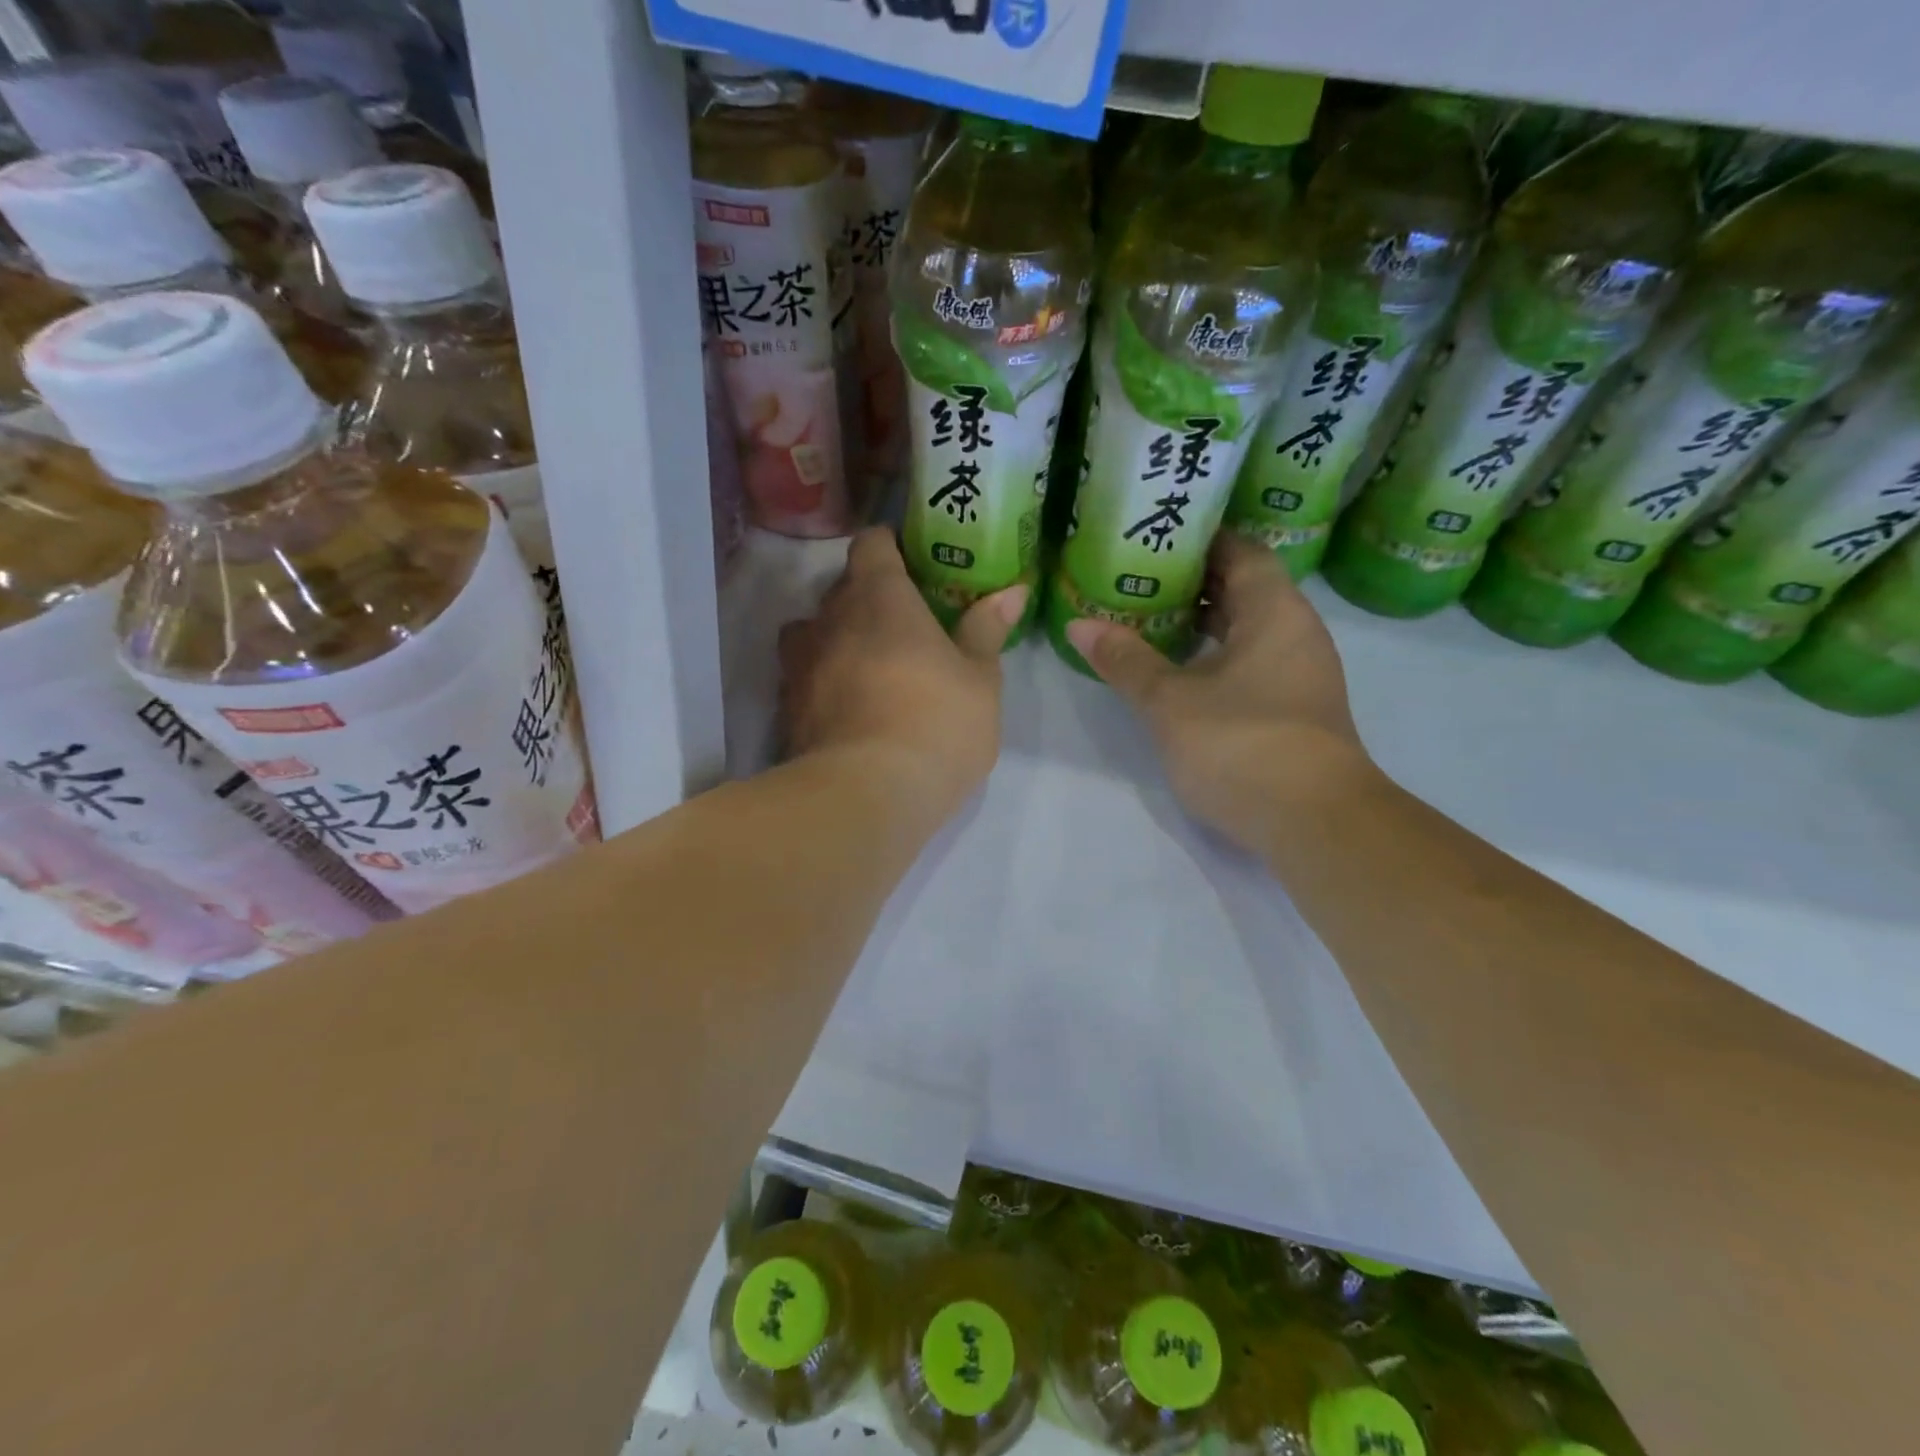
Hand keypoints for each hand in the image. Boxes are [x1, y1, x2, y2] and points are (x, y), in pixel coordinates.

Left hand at [779, 528, 1025, 824]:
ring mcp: (799, 666)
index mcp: (878, 598)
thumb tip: (1011, 591)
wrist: (865, 796)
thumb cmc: (936, 724)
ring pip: (813, 633)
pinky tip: (850, 709)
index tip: (911, 562)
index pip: (871, 544)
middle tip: (904, 623)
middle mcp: (829, 620)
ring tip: (868, 665)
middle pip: (842, 589)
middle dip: (868, 598)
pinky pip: (804, 678)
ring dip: (837, 639)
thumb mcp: (979, 680)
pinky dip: (824, 682)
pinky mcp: (787, 709)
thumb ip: (986, 630)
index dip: (889, 546)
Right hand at [1065, 537, 1377, 850]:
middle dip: (1192, 582)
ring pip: (1248, 629)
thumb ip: (1125, 660)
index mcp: (1275, 611)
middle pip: (1245, 589)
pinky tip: (1179, 671)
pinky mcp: (1295, 710)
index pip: (1241, 552)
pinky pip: (1252, 662)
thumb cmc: (1241, 744)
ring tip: (1148, 619)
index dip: (1200, 540)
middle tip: (1137, 578)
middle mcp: (1296, 632)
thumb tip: (1079, 624)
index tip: (1155, 539)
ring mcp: (1300, 674)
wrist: (1316, 823)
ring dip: (1203, 622)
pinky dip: (1216, 655)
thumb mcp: (1170, 702)